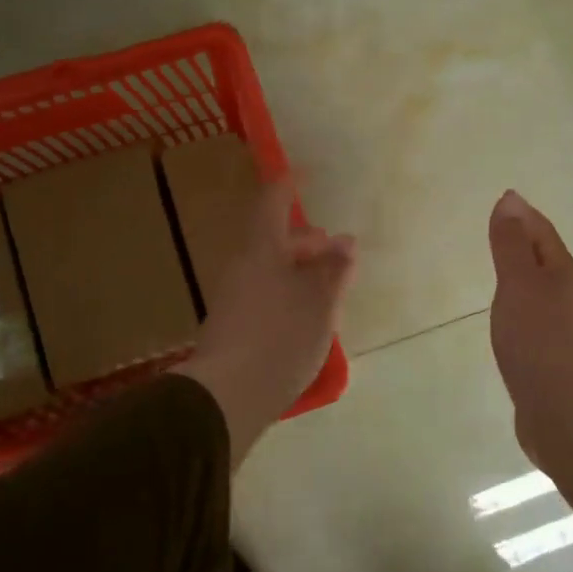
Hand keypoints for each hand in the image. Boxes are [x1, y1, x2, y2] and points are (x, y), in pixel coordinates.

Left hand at [174, 178, 354, 466]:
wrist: (227, 396)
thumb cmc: (281, 338)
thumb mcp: (320, 303)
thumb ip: (335, 270)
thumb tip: (345, 241)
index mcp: (261, 251)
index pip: (272, 203)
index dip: (288, 186)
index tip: (304, 174)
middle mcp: (242, 267)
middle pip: (272, 240)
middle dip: (305, 241)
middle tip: (335, 251)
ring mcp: (233, 298)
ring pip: (269, 269)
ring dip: (298, 270)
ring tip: (328, 287)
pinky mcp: (232, 327)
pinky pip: (264, 294)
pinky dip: (287, 293)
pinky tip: (306, 316)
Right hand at [488, 191, 572, 548]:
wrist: (563, 411)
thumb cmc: (538, 340)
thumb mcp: (519, 284)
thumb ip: (511, 244)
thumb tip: (510, 200)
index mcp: (561, 273)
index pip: (542, 233)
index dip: (523, 214)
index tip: (505, 199)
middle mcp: (566, 296)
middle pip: (544, 258)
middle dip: (524, 241)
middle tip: (500, 228)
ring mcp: (560, 329)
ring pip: (538, 289)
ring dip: (521, 275)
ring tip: (501, 269)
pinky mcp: (549, 357)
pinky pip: (531, 318)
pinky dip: (518, 306)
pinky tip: (507, 317)